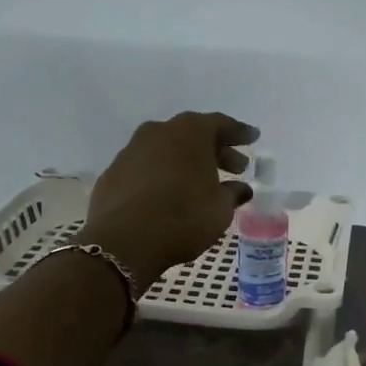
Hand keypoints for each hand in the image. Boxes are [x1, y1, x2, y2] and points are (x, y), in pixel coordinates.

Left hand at [83, 112, 257, 290]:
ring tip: (201, 183)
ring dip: (186, 162)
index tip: (252, 138)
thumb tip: (240, 188)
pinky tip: (169, 195)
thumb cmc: (183, 217)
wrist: (124, 241)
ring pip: (166, 149)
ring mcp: (131, 151)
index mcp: (190, 132)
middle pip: (192, 135)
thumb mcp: (220, 208)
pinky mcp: (113, 173)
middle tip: (235, 167)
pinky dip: (161, 175)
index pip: (220, 124)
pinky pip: (146, 168)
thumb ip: (232, 193)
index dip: (239, 133)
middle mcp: (159, 132)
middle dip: (215, 150)